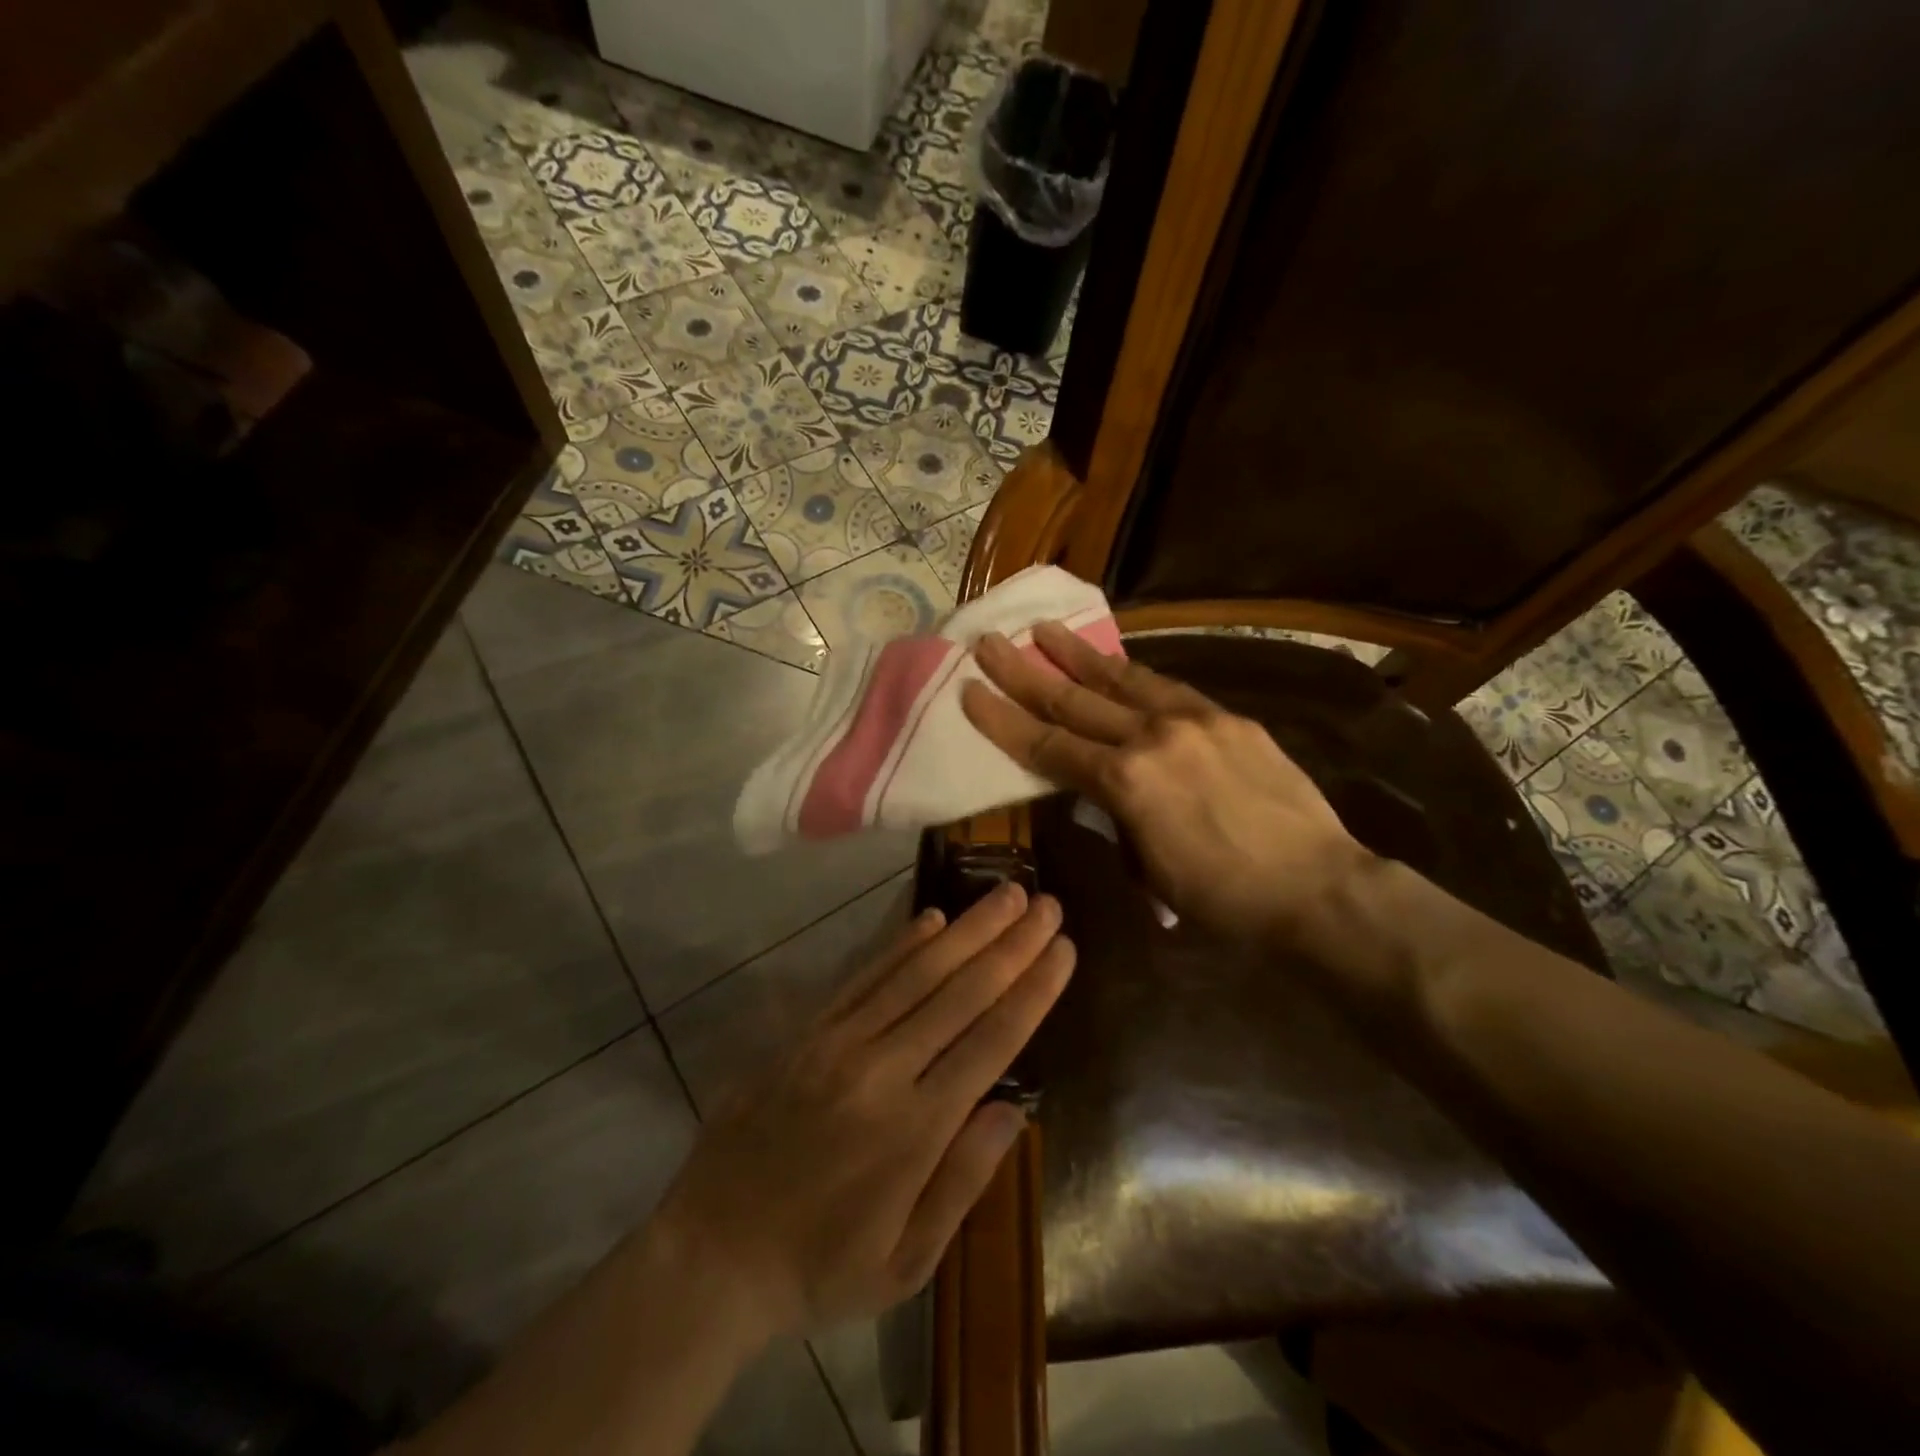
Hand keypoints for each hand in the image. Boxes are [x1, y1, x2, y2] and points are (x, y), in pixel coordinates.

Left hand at [648, 885, 1072, 1341]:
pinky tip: (932, 917)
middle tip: (1047, 903)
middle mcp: (881, 1069)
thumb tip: (1014, 1109)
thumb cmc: (820, 1267)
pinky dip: (901, 943)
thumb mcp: (905, 1262)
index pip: (991, 1041)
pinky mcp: (806, 1031)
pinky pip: (863, 976)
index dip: (1032, 990)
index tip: (1064, 949)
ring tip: (1005, 893)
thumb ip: (962, 1181)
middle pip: (961, 992)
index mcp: (914, 1129)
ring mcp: (838, 1043)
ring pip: (915, 971)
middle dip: (1011, 944)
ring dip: (967, 929)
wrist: (711, 1253)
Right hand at [961, 622, 1369, 944]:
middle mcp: (1152, 738)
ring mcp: (1195, 721)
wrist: (1316, 886)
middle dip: (1024, 671)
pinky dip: (1135, 676)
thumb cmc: (1222, 897)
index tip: (969, 689)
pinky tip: (1117, 665)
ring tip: (1045, 629)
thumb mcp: (1147, 868)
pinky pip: (1169, 690)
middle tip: (991, 641)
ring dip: (1078, 655)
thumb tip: (1102, 793)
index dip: (1002, 718)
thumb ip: (1115, 818)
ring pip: (1122, 680)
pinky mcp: (1229, 719)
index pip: (1047, 744)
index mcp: (1125, 782)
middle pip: (1073, 700)